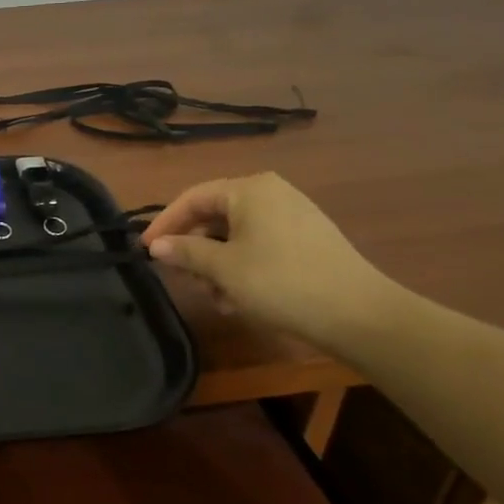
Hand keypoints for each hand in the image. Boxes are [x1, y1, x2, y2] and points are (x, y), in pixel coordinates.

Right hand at [140, 173, 400, 354]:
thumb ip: (185, 252)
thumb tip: (156, 245)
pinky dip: (242, 266)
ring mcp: (293, 215)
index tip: (145, 249)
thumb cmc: (280, 281)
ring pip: (237, 235)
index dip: (165, 223)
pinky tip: (239, 298)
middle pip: (215, 216)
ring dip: (217, 264)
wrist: (359, 314)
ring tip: (215, 297)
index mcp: (249, 189)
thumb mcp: (223, 268)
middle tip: (182, 278)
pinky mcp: (308, 240)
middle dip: (195, 249)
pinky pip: (260, 245)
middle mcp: (271, 193)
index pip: (192, 198)